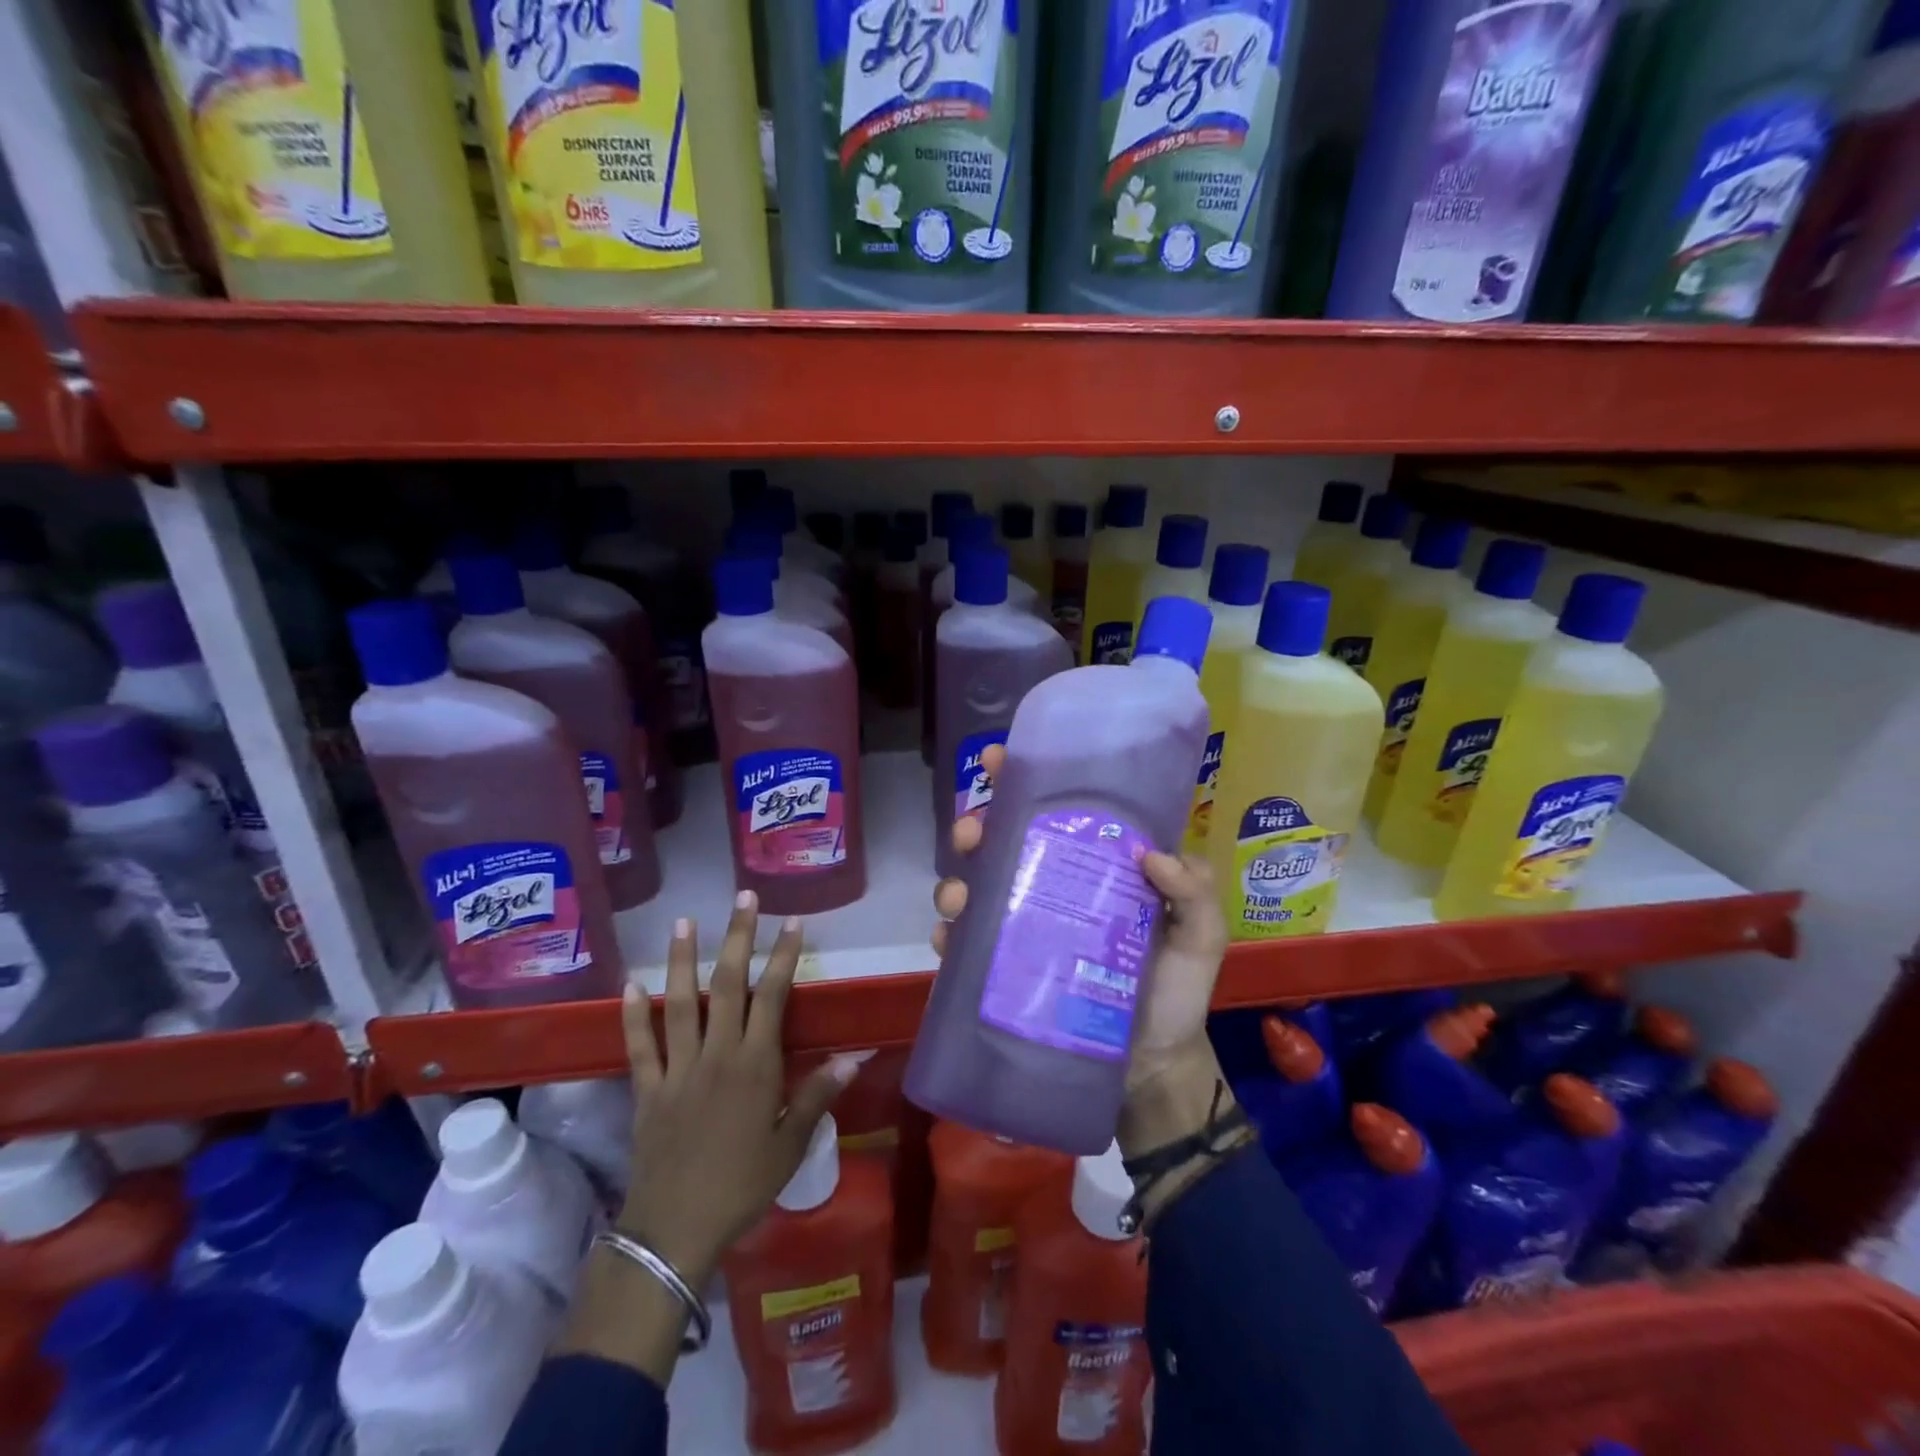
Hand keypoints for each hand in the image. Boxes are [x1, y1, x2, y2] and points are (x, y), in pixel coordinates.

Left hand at [616, 892, 858, 1284]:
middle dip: (737, 937)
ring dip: (681, 960)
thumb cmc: (741, 1186)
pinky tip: (630, 985)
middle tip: (743, 898)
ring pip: (680, 1003)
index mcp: (755, 1065)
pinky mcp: (646, 1089)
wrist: (675, 1230)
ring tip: (683, 922)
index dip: (784, 956)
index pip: (773, 997)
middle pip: (727, 985)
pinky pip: (639, 1046)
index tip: (792, 922)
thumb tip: (855, 1057)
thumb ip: (818, 1096)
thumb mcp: (790, 1146)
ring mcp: (678, 1069)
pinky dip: (633, 1015)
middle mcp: (717, 1054)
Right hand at [933, 744, 1231, 1161]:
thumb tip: (1150, 854)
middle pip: (1004, 845)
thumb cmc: (1177, 993)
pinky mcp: (1008, 971)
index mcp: (1095, 868)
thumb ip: (1195, 893)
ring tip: (957, 896)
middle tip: (969, 831)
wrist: (1152, 1067)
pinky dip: (952, 938)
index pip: (1058, 814)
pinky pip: (970, 948)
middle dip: (976, 827)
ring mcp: (1026, 930)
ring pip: (978, 890)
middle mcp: (1054, 890)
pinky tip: (949, 939)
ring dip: (957, 883)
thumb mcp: (1202, 937)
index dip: (1025, 781)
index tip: (998, 760)